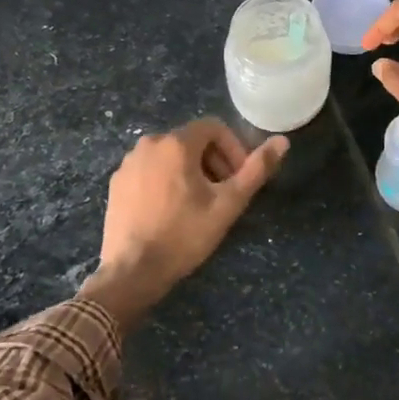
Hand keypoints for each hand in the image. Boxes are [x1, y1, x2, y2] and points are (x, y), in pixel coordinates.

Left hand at [80, 119, 287, 331]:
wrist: (131, 272)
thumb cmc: (184, 235)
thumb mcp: (228, 204)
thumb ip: (256, 170)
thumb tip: (282, 141)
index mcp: (176, 143)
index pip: (214, 127)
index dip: (233, 149)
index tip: (239, 178)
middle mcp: (148, 143)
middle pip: (192, 141)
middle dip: (213, 162)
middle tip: (223, 194)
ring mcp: (128, 163)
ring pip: (170, 156)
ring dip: (190, 172)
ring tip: (198, 205)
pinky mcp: (116, 183)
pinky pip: (150, 170)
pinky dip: (166, 181)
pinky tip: (170, 212)